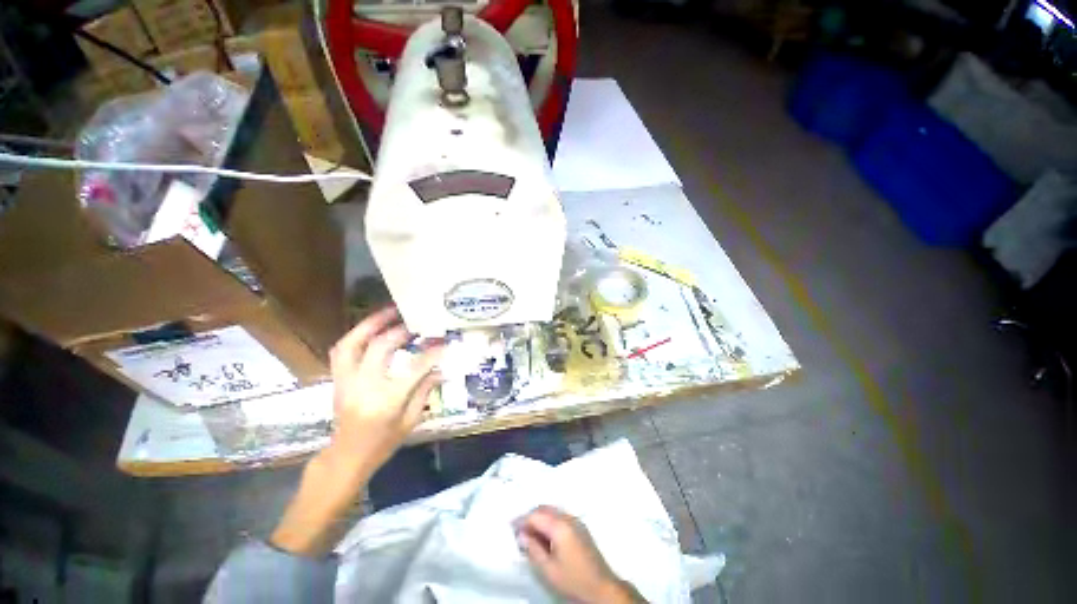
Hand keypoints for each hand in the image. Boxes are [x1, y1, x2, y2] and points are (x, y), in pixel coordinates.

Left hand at [271, 307, 441, 555]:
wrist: (346, 457)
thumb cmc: (383, 444)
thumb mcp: (411, 421)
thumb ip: (425, 391)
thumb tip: (441, 368)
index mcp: (387, 401)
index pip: (414, 368)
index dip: (432, 353)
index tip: (444, 342)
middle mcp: (363, 387)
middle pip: (381, 348)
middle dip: (401, 331)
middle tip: (417, 323)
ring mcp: (346, 381)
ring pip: (352, 344)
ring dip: (371, 324)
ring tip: (389, 312)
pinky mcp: (338, 379)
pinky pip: (341, 351)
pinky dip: (355, 335)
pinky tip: (370, 328)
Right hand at [517, 506, 642, 603]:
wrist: (601, 588)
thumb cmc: (573, 580)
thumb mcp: (548, 569)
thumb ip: (533, 549)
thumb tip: (521, 534)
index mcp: (560, 525)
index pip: (536, 515)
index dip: (522, 520)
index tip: (510, 527)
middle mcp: (568, 517)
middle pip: (545, 509)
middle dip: (531, 516)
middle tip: (519, 530)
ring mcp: (576, 521)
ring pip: (553, 511)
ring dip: (540, 518)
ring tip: (530, 534)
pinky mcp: (581, 528)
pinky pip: (561, 517)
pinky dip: (550, 521)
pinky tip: (545, 536)